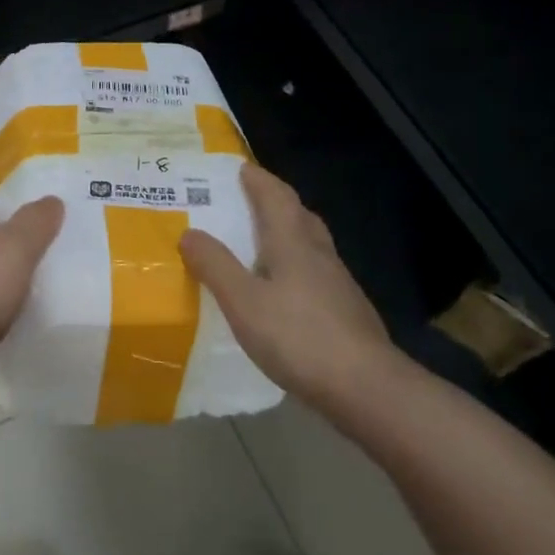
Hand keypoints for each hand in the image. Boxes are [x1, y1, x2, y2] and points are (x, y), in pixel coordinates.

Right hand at [180, 163, 406, 411]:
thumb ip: (215, 265)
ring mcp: (337, 283)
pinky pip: (314, 273)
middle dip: (274, 201)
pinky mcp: (344, 310)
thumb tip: (188, 232)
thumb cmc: (298, 337)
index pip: (276, 196)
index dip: (258, 179)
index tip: (239, 167)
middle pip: (298, 215)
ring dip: (285, 233)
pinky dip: (294, 266)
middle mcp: (318, 254)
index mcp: (293, 242)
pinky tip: (281, 290)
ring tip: (258, 242)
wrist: (366, 387)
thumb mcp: (243, 301)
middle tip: (246, 199)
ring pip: (309, 244)